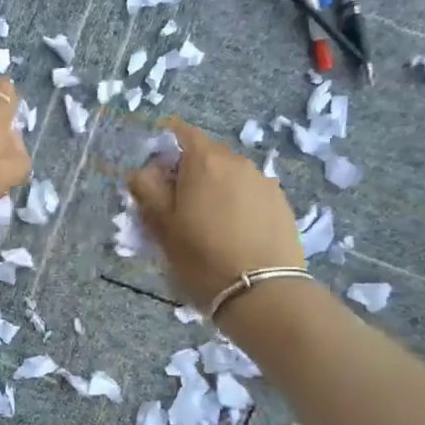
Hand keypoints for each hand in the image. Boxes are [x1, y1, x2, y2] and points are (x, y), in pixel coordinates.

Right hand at [127, 119, 303, 309]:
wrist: (262, 292)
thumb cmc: (202, 257)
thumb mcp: (162, 227)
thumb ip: (147, 191)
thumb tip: (142, 171)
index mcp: (204, 160)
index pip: (181, 132)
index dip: (165, 145)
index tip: (155, 171)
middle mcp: (237, 161)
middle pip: (207, 154)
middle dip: (189, 171)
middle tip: (177, 203)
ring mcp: (264, 181)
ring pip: (231, 174)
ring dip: (215, 188)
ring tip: (208, 222)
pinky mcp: (282, 203)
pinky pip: (250, 193)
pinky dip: (237, 203)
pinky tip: (234, 232)